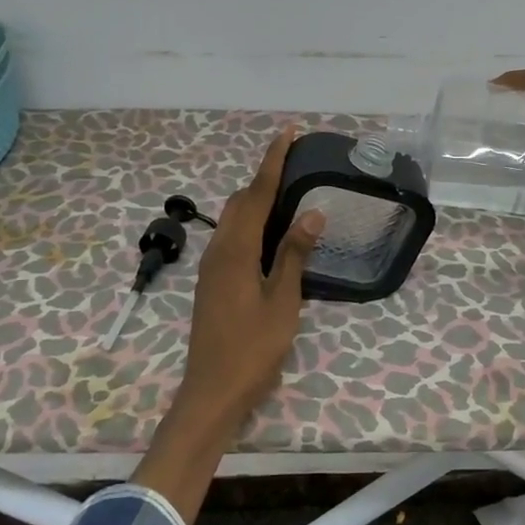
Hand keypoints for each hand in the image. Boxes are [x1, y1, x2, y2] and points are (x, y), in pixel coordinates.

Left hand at [177, 128, 325, 426]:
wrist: (212, 392)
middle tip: (294, 159)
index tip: (288, 133)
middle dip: (264, 175)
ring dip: (256, 197)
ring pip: (233, 218)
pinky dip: (251, 220)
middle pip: (240, 201)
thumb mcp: (282, 302)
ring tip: (286, 187)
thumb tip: (312, 212)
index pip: (257, 194)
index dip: (273, 162)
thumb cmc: (252, 349)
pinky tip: (270, 230)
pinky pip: (232, 236)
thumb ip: (294, 255)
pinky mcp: (213, 281)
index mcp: (236, 251)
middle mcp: (219, 250)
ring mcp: (212, 267)